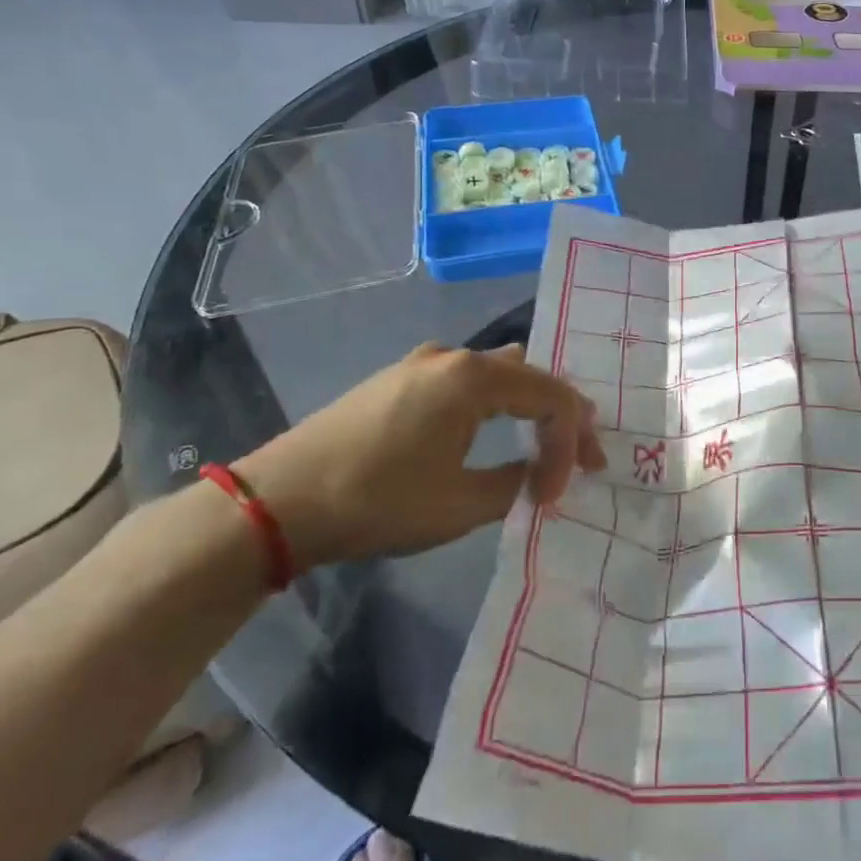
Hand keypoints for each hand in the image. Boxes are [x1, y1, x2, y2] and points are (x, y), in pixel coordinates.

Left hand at [233, 344, 605, 570]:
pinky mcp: (399, 379)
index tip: (558, 494)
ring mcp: (422, 363)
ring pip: (499, 373)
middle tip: (581, 458)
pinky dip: (495, 403)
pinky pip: (467, 381)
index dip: (569, 446)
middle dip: (562, 417)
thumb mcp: (460, 504)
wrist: (278, 501)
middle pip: (532, 376)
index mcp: (475, 377)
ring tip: (545, 440)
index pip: (552, 399)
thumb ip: (516, 485)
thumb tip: (537, 477)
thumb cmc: (378, 500)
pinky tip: (491, 430)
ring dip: (529, 405)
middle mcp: (454, 356)